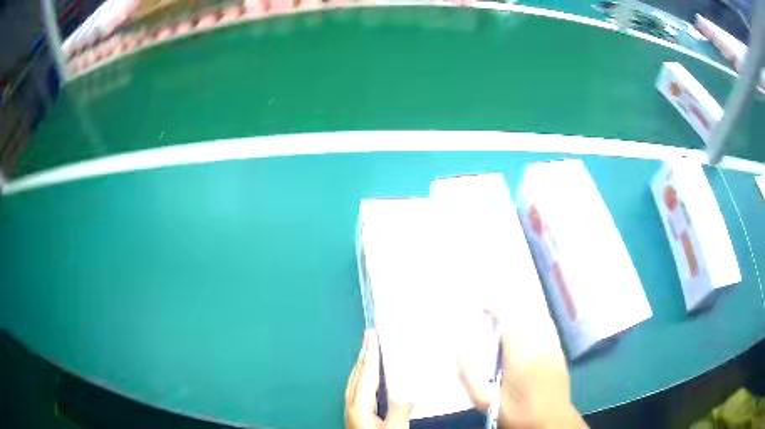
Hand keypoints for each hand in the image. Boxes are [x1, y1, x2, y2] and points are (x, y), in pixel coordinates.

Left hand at [345, 329, 413, 428]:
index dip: (371, 352)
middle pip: (357, 374)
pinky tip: (372, 379)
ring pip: (356, 381)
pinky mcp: (357, 416)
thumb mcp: (393, 428)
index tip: (371, 332)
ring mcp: (352, 410)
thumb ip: (399, 409)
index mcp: (359, 404)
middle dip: (364, 354)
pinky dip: (365, 376)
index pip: (366, 373)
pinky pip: (359, 389)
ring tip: (370, 351)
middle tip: (370, 335)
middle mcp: (352, 404)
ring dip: (363, 364)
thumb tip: (408, 393)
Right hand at [459, 310, 586, 428]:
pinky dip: (536, 321)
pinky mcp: (560, 353)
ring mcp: (553, 347)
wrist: (550, 422)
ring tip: (509, 314)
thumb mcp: (485, 400)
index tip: (483, 307)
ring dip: (523, 313)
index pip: (509, 320)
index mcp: (520, 355)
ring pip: (539, 319)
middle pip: (525, 315)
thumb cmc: (516, 412)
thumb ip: (470, 374)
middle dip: (508, 309)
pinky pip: (548, 328)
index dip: (496, 309)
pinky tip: (530, 325)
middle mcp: (540, 345)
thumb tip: (459, 346)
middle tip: (492, 311)